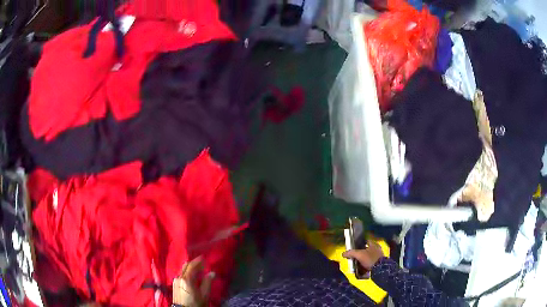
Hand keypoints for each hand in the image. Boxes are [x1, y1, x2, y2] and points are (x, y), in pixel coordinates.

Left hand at [173, 257, 214, 306]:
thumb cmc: (195, 303)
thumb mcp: (204, 294)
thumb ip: (207, 282)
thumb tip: (212, 273)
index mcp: (186, 279)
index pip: (191, 266)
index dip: (197, 261)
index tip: (203, 257)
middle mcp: (179, 277)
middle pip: (185, 266)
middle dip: (193, 263)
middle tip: (201, 263)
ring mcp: (175, 280)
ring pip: (183, 270)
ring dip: (190, 268)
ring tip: (198, 269)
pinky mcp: (174, 284)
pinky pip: (181, 274)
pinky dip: (187, 272)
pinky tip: (192, 276)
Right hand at [342, 241, 384, 269]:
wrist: (380, 269)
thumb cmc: (370, 259)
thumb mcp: (359, 255)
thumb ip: (351, 253)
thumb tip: (343, 253)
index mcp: (373, 244)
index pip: (365, 241)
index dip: (359, 244)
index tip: (354, 247)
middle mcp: (377, 249)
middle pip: (367, 249)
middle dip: (361, 253)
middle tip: (355, 257)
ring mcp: (379, 256)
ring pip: (369, 256)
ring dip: (363, 260)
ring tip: (358, 264)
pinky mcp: (379, 263)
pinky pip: (371, 262)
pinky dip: (367, 264)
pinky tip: (363, 268)